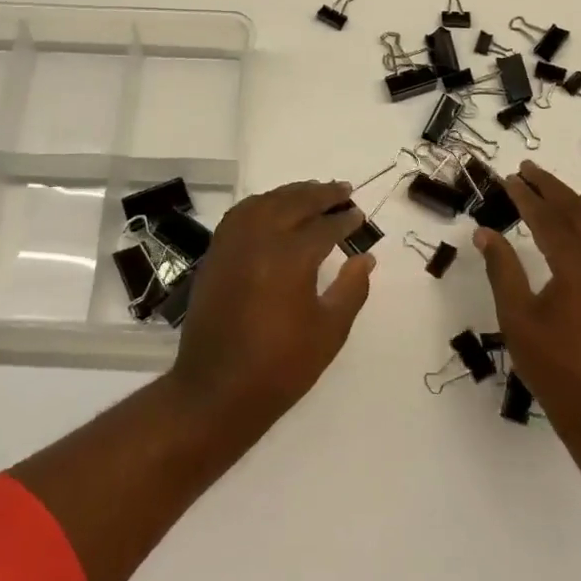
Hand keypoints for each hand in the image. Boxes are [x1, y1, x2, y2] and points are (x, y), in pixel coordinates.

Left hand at [167, 180, 375, 431]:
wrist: (216, 391)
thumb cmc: (280, 367)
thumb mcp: (329, 332)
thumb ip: (351, 289)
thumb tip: (365, 257)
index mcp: (291, 257)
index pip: (324, 227)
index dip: (345, 220)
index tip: (359, 216)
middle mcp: (260, 239)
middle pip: (294, 203)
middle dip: (322, 194)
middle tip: (343, 190)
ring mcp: (233, 243)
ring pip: (266, 202)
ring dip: (291, 193)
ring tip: (313, 192)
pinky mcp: (216, 253)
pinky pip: (241, 213)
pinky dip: (261, 203)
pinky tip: (273, 208)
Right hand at [474, 160, 580, 444]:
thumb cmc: (557, 368)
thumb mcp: (518, 319)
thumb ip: (503, 270)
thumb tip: (485, 232)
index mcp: (576, 267)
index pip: (548, 219)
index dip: (527, 196)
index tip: (510, 177)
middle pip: (577, 213)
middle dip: (552, 188)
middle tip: (528, 169)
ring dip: (575, 203)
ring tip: (557, 188)